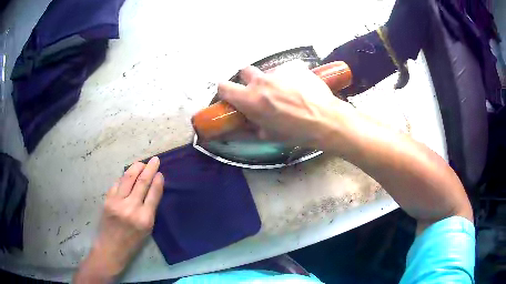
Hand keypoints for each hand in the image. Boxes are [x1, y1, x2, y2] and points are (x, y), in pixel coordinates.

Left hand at [74, 157, 163, 282]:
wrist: (111, 247)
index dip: (158, 181)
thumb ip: (149, 210)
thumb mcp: (147, 230)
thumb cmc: (132, 242)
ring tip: (141, 163)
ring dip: (136, 167)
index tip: (160, 173)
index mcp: (145, 218)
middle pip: (142, 182)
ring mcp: (118, 202)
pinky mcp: (108, 200)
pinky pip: (117, 183)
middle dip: (149, 169)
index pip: (154, 194)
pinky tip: (127, 174)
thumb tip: (151, 190)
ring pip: (128, 178)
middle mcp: (131, 207)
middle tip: (155, 160)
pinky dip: (124, 177)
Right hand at [218, 61, 355, 149]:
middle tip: (261, 92)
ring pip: (268, 71)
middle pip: (245, 71)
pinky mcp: (294, 66)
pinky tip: (300, 88)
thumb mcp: (269, 135)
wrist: (326, 120)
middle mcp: (261, 80)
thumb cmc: (296, 132)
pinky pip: (286, 70)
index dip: (225, 91)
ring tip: (287, 92)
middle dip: (249, 80)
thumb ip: (251, 126)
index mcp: (250, 99)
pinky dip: (288, 77)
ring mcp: (279, 71)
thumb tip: (243, 122)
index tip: (232, 96)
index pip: (223, 86)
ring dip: (271, 80)